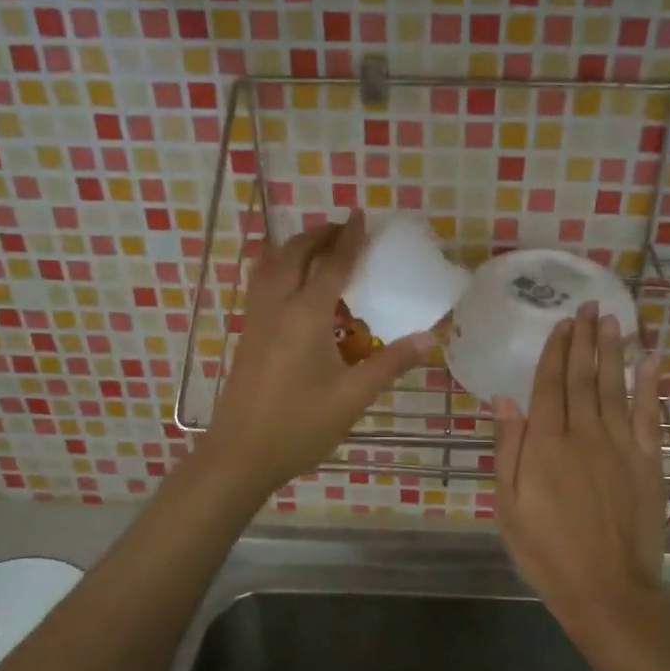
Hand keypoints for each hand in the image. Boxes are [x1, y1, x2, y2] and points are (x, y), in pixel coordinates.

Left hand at [200, 212, 433, 497]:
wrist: (240, 454)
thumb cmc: (300, 425)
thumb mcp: (353, 397)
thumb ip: (390, 363)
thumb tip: (429, 338)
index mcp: (306, 315)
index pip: (332, 264)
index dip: (349, 239)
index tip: (361, 215)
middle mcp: (277, 306)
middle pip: (295, 253)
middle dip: (320, 235)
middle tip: (344, 230)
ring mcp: (256, 319)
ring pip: (271, 264)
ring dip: (295, 247)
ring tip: (319, 248)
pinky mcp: (247, 334)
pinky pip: (261, 284)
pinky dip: (277, 267)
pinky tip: (287, 282)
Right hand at [492, 304, 667, 629]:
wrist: (606, 589)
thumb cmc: (546, 551)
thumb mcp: (508, 505)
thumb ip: (507, 448)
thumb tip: (504, 399)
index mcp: (545, 443)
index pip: (549, 384)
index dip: (554, 351)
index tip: (560, 323)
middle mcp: (583, 433)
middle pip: (582, 377)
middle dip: (583, 339)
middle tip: (587, 306)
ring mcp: (620, 446)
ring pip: (614, 387)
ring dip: (612, 351)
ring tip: (612, 320)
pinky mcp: (648, 462)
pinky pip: (649, 415)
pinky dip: (649, 385)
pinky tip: (650, 360)